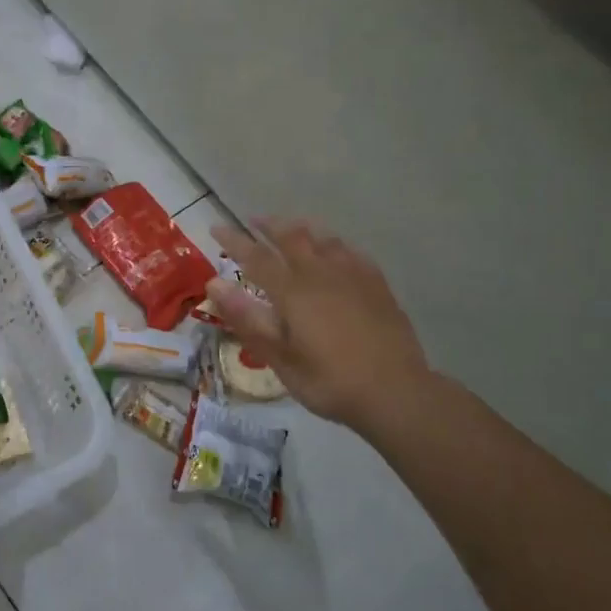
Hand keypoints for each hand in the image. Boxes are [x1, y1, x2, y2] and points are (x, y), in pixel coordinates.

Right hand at [205, 219, 428, 433]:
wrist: (395, 391)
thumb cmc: (329, 380)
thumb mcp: (280, 357)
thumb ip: (247, 319)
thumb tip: (215, 284)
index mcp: (292, 291)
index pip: (255, 257)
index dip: (234, 240)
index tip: (216, 227)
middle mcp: (320, 273)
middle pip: (291, 237)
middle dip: (269, 225)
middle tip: (254, 219)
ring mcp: (352, 275)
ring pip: (323, 238)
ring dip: (301, 228)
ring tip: (291, 227)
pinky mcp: (376, 284)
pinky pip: (351, 251)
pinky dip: (334, 243)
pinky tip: (336, 249)